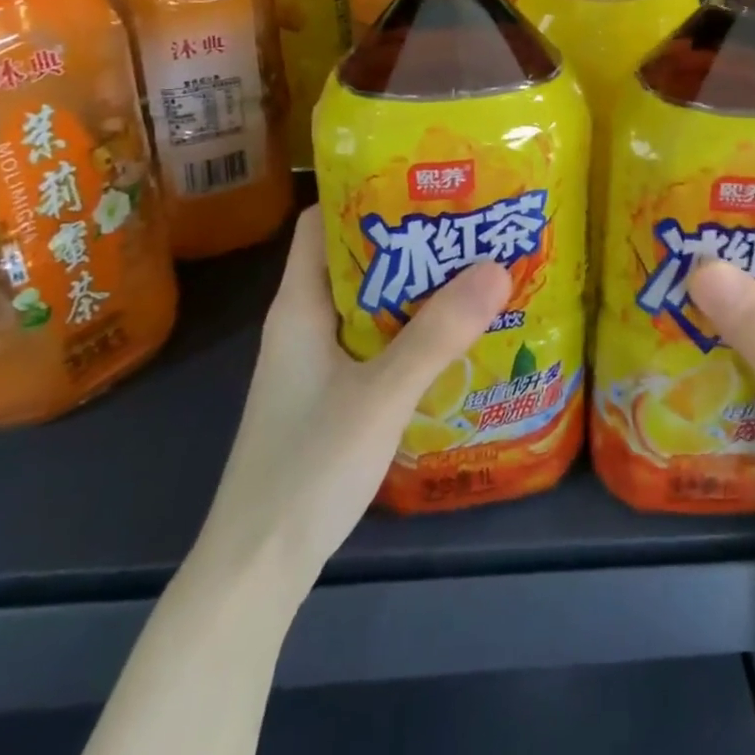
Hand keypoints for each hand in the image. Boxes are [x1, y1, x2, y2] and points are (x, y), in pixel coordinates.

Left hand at [198, 207, 512, 579]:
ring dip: (415, 288)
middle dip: (409, 240)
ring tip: (473, 270)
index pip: (319, 223)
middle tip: (469, 224)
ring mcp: (316, 365)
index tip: (423, 182)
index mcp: (298, 308)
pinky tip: (453, 338)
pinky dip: (409, 331)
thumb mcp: (380, 395)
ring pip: (369, 305)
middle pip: (355, 261)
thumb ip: (437, 335)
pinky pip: (374, 344)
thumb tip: (498, 267)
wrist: (256, 572)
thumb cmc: (307, 469)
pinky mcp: (330, 398)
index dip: (363, 192)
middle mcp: (304, 326)